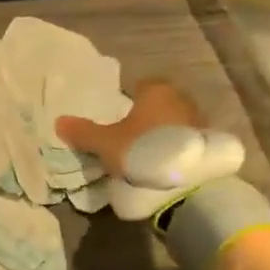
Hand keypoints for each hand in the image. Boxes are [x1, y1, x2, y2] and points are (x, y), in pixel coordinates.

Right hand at [55, 78, 202, 178]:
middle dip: (148, 117)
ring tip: (147, 155)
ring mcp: (200, 123)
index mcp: (157, 90)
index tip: (119, 117)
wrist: (186, 185)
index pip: (142, 85)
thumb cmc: (141, 152)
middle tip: (130, 137)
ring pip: (175, 123)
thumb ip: (82, 132)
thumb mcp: (104, 144)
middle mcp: (182, 99)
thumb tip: (59, 121)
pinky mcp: (210, 147)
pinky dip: (176, 150)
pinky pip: (187, 142)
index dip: (130, 98)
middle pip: (161, 104)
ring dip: (164, 134)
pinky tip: (164, 166)